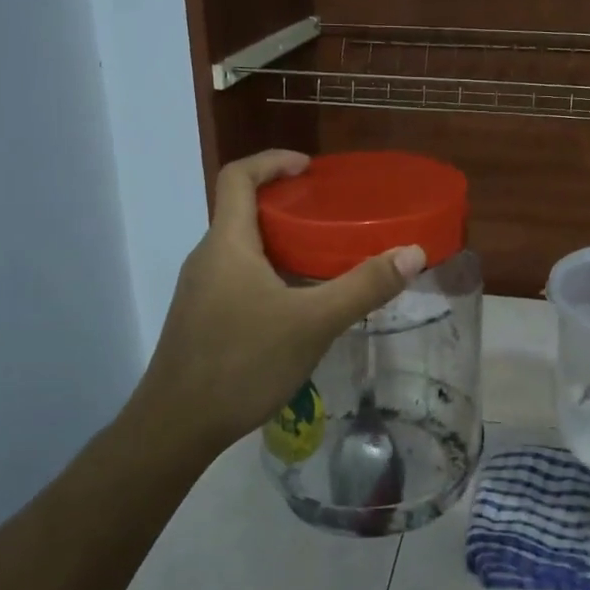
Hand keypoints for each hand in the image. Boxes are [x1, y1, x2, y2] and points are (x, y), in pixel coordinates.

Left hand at [128, 150, 425, 454]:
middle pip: (241, 211)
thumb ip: (364, 287)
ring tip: (323, 256)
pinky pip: (238, 278)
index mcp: (226, 244)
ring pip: (242, 249)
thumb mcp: (313, 323)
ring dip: (279, 242)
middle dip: (286, 205)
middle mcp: (207, 258)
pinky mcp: (201, 319)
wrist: (176, 427)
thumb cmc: (242, 363)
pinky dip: (270, 273)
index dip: (272, 161)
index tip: (309, 168)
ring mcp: (200, 291)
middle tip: (330, 215)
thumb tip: (413, 253)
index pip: (238, 177)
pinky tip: (298, 305)